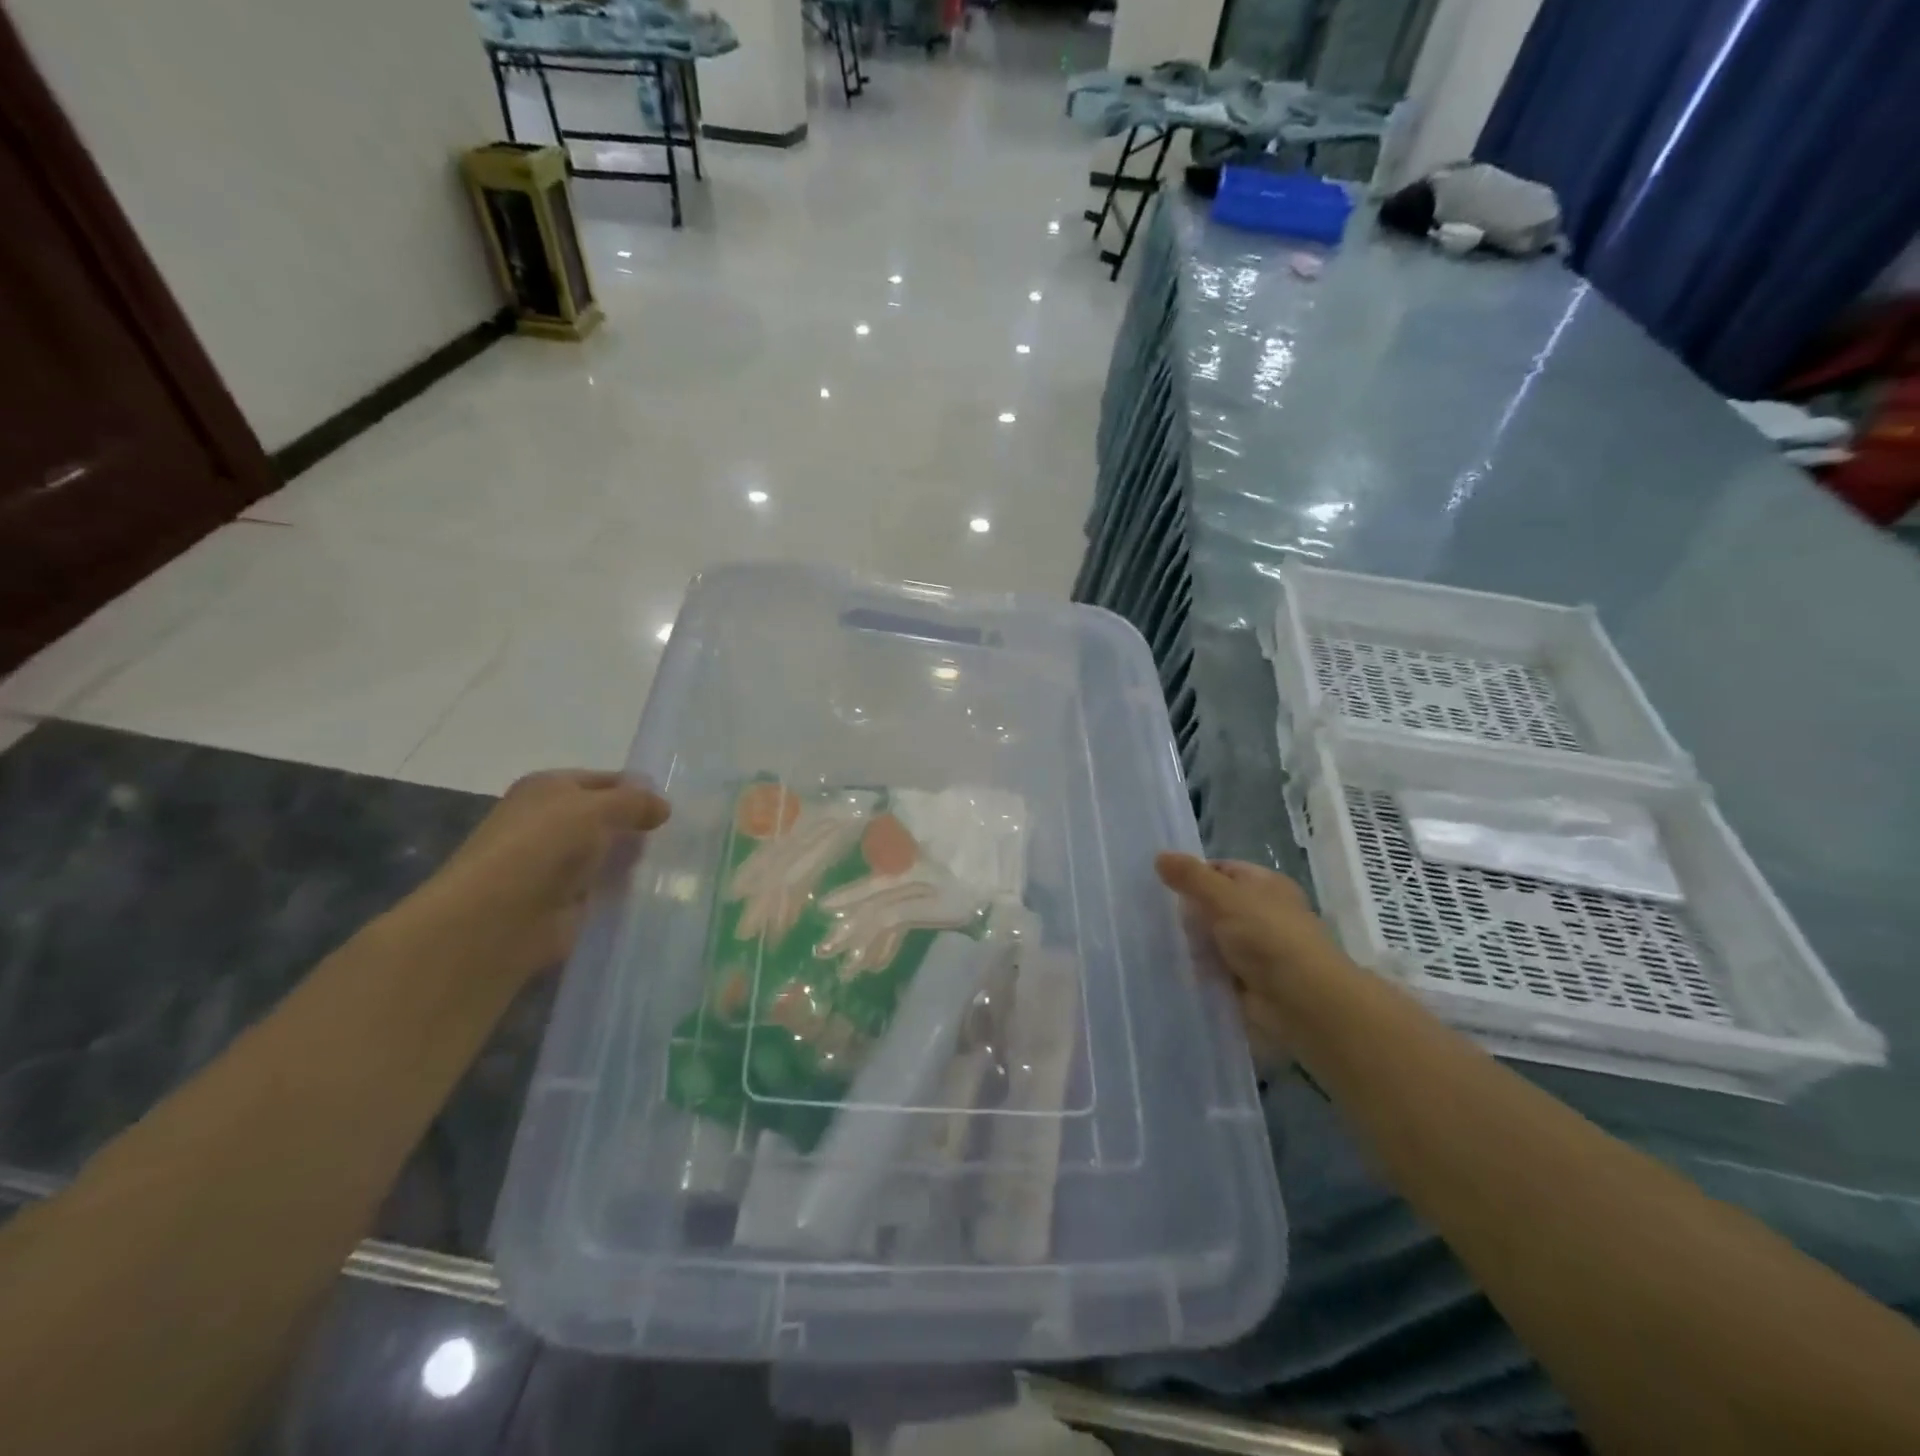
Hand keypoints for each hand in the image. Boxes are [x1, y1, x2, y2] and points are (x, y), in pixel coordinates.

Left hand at [399, 770, 669, 988]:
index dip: (638, 790)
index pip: (604, 780)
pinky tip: (653, 890)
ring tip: (675, 863)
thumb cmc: (543, 846)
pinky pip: (604, 889)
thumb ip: (635, 802)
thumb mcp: (597, 808)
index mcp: (548, 788)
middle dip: (639, 826)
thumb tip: (663, 807)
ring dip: (634, 860)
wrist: (497, 919)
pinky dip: (624, 890)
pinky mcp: (563, 902)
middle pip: (606, 818)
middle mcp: (548, 822)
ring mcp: (555, 864)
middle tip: (681, 835)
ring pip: (608, 854)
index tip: (674, 806)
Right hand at [1155, 853, 1350, 1054]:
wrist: (1302, 1002)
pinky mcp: (1245, 981)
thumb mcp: (1225, 897)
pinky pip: (1213, 968)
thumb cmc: (1268, 937)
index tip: (1162, 885)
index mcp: (1265, 885)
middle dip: (1188, 913)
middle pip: (1213, 905)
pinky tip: (1171, 967)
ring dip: (1191, 944)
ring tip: (1155, 942)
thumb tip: (1160, 856)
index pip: (1221, 870)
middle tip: (1155, 916)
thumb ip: (1191, 877)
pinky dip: (1197, 970)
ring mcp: (1254, 949)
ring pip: (1210, 938)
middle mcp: (1262, 914)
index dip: (1194, 874)